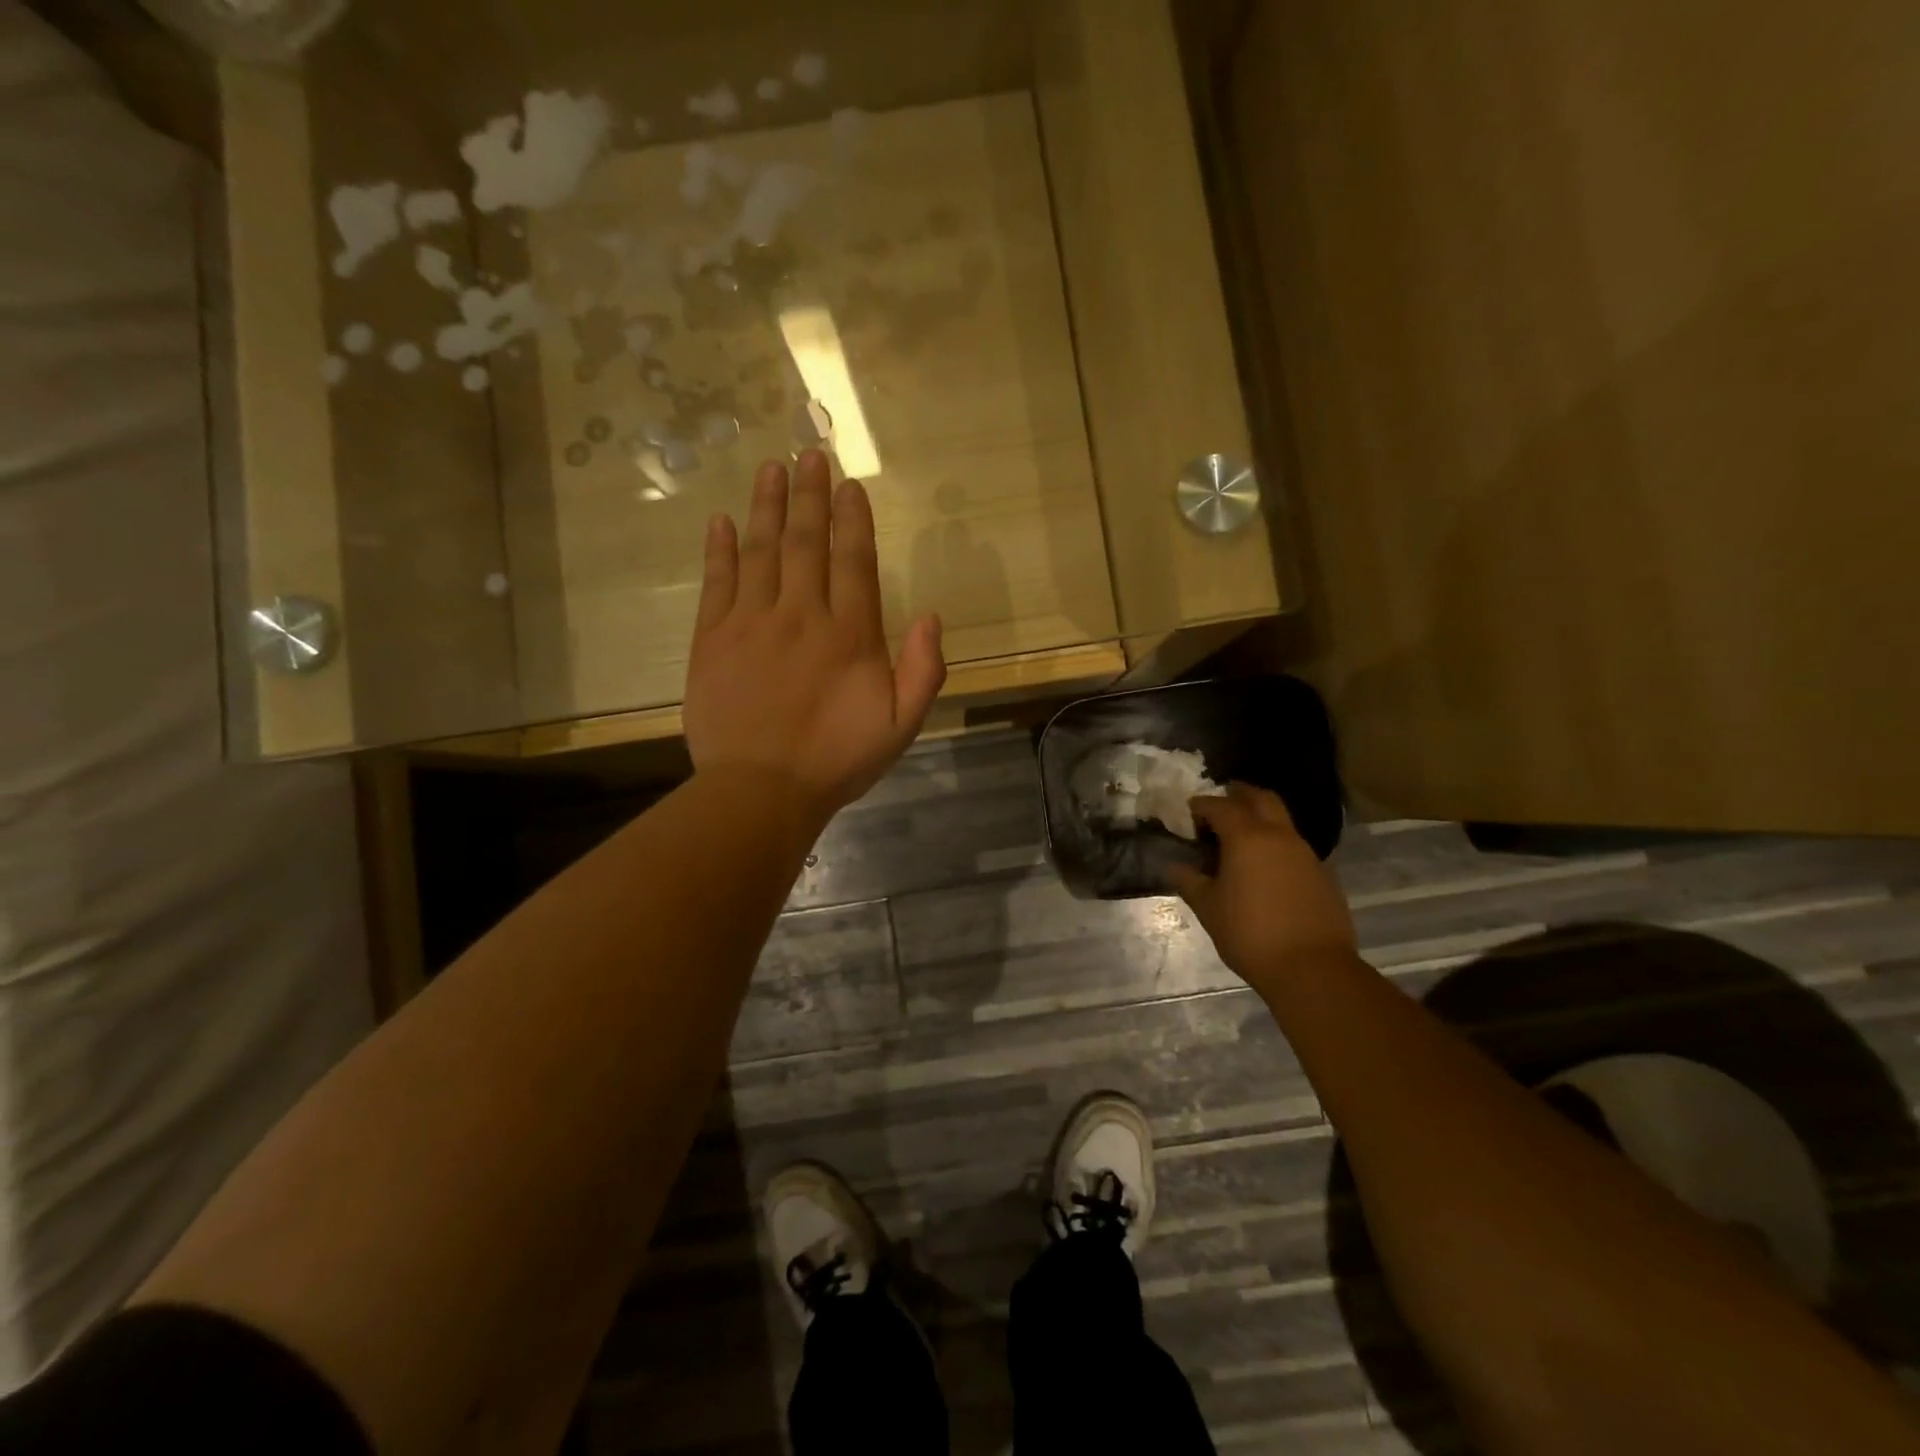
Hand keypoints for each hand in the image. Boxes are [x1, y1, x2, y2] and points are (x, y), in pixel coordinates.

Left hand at [684, 451, 945, 826]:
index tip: (850, 485)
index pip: (854, 561)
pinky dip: (719, 549)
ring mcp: (751, 623)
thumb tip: (932, 617)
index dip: (853, 519)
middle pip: (807, 543)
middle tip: (809, 454)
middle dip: (811, 496)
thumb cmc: (836, 760)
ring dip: (767, 507)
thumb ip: (923, 671)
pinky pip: (717, 583)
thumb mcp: (900, 726)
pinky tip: (721, 521)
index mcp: (849, 634)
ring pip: (761, 551)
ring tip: (772, 469)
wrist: (760, 790)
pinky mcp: (712, 639)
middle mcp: (801, 615)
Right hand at [1169, 784, 1356, 995]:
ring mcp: (1306, 854)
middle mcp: (1279, 837)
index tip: (1190, 811)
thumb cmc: (1250, 933)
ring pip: (1282, 821)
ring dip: (1262, 819)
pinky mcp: (1323, 875)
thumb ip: (1189, 881)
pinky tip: (1266, 868)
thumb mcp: (1208, 908)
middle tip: (1224, 798)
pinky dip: (1277, 845)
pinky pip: (1295, 847)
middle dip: (1241, 794)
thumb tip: (1174, 865)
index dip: (1203, 805)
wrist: (1312, 968)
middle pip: (1262, 799)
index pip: (1221, 806)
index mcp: (1247, 838)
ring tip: (1242, 836)